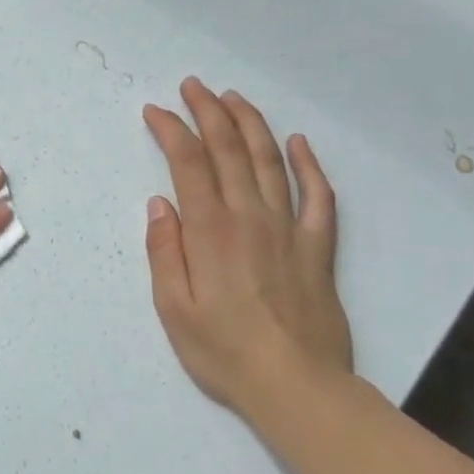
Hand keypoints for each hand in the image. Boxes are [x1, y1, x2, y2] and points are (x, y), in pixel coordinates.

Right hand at [142, 79, 350, 412]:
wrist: (297, 387)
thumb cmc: (224, 351)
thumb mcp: (173, 308)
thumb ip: (164, 250)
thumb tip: (159, 203)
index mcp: (210, 229)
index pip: (188, 161)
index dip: (171, 129)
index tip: (155, 111)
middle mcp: (249, 216)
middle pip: (228, 148)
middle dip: (207, 110)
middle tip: (192, 86)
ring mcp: (288, 227)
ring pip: (269, 160)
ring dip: (250, 123)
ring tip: (232, 97)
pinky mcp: (317, 246)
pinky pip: (318, 196)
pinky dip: (308, 165)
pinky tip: (298, 142)